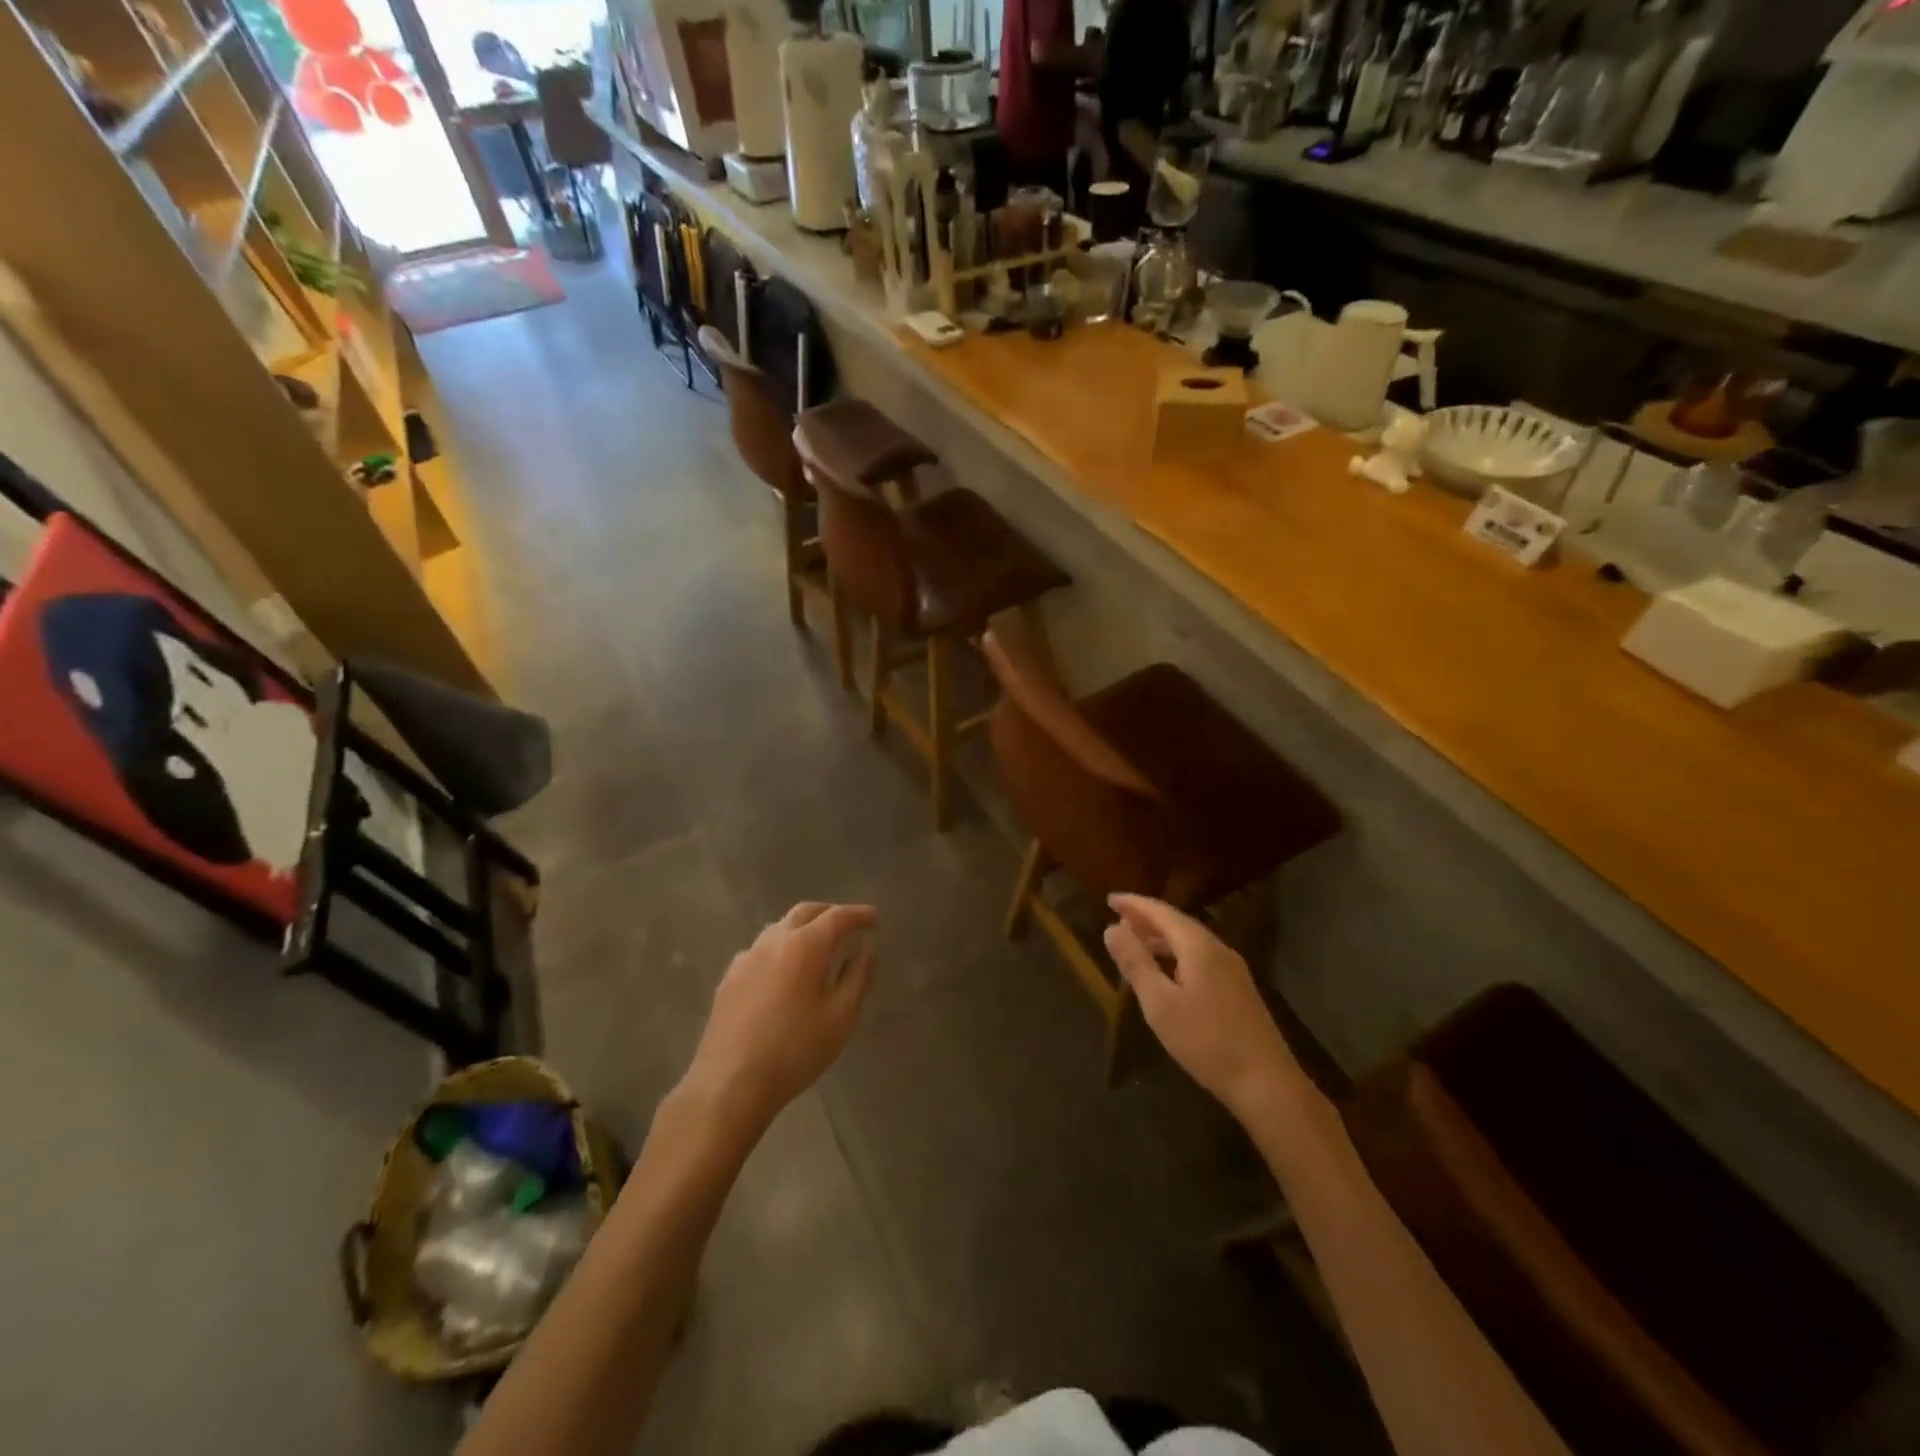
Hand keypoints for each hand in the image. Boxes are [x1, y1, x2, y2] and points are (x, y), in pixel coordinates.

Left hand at [679, 902, 877, 1132]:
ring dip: (803, 928)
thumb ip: (858, 977)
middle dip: (830, 913)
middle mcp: (774, 941)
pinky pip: (761, 949)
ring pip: (780, 927)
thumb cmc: (795, 1051)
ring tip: (819, 947)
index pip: (838, 916)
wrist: (729, 1084)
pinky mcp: (729, 977)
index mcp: (805, 946)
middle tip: (849, 926)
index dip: (859, 914)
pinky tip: (784, 972)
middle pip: (805, 912)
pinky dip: (781, 948)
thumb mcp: (841, 1017)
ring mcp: (747, 957)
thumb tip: (866, 949)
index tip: (875, 918)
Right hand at [1103, 895, 1303, 1121]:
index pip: (1161, 912)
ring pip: (1191, 941)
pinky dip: (1176, 954)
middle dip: (1146, 919)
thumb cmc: (1206, 1041)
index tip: (1109, 900)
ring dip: (1161, 938)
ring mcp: (1233, 970)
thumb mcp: (1160, 1004)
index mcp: (1199, 946)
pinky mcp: (1238, 989)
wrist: (1267, 1083)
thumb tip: (1112, 928)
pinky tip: (1167, 971)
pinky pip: (1200, 957)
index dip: (1134, 904)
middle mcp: (1218, 950)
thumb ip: (1135, 963)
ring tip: (1136, 943)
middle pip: (1178, 923)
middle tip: (1118, 918)